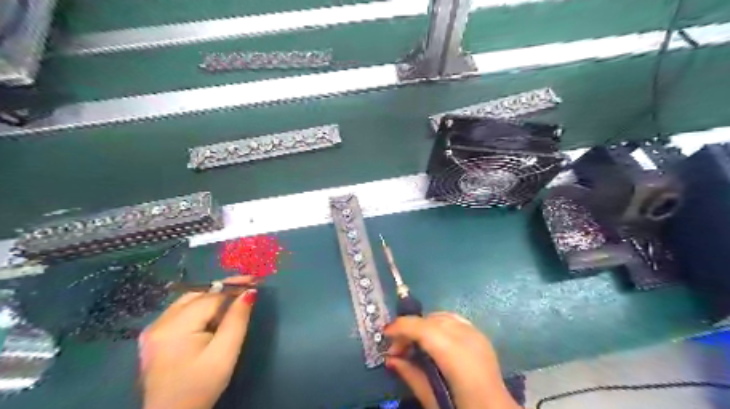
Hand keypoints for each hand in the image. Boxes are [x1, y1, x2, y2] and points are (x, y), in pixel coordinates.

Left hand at [139, 275, 258, 408]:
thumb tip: (249, 292)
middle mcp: (159, 323)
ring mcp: (153, 329)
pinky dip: (200, 307)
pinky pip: (180, 311)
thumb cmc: (201, 386)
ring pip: (188, 300)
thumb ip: (237, 319)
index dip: (234, 286)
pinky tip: (212, 316)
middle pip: (197, 294)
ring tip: (233, 301)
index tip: (254, 280)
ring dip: (212, 297)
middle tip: (246, 288)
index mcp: (175, 327)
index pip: (210, 296)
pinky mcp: (153, 336)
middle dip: (223, 289)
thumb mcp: (225, 353)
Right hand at [387, 314, 517, 408]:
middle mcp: (467, 337)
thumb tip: (390, 359)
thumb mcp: (433, 400)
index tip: (384, 334)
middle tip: (397, 349)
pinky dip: (438, 325)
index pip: (423, 329)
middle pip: (430, 320)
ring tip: (414, 345)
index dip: (401, 327)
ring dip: (423, 326)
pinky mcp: (481, 336)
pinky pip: (454, 320)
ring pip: (441, 316)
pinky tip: (433, 341)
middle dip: (410, 329)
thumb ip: (411, 375)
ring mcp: (476, 334)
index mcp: (456, 355)